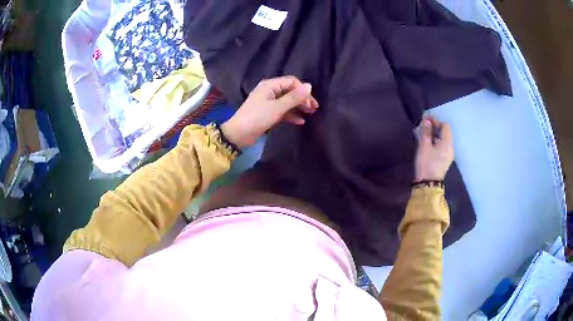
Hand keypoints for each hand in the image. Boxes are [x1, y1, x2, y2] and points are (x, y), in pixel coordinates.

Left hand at [220, 76, 318, 148]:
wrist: (239, 135)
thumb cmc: (257, 118)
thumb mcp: (277, 108)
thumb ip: (294, 97)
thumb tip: (309, 86)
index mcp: (270, 85)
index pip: (291, 82)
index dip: (303, 90)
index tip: (311, 102)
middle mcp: (269, 91)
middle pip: (290, 91)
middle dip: (302, 99)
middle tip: (313, 109)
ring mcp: (268, 102)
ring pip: (287, 101)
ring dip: (298, 107)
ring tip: (310, 114)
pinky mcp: (268, 113)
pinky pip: (283, 111)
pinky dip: (291, 115)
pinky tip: (300, 121)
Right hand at [414, 118, 453, 181]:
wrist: (427, 184)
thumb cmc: (426, 163)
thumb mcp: (424, 146)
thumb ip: (426, 131)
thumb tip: (427, 120)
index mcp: (447, 143)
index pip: (445, 126)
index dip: (436, 121)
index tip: (426, 120)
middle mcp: (450, 147)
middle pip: (445, 132)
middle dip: (435, 127)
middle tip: (424, 126)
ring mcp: (448, 155)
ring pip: (443, 139)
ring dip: (435, 134)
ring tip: (424, 134)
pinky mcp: (445, 160)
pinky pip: (442, 146)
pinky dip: (436, 141)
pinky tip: (428, 143)